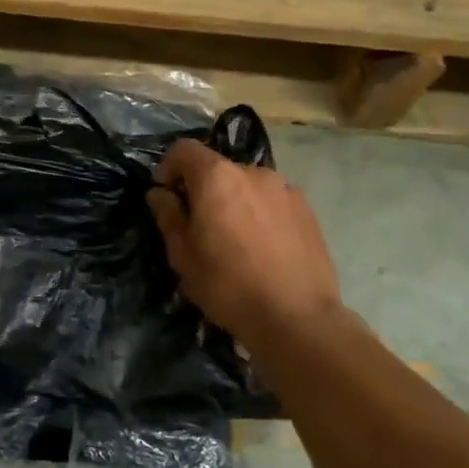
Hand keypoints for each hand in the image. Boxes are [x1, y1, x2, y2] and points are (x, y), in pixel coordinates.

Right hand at [147, 138, 343, 357]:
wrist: (297, 318)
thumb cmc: (228, 285)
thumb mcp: (183, 255)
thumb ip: (168, 216)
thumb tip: (160, 193)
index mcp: (217, 177)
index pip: (184, 149)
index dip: (169, 167)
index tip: (166, 196)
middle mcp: (252, 172)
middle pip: (218, 168)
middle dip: (203, 189)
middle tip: (199, 226)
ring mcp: (285, 189)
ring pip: (247, 185)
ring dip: (234, 201)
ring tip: (236, 239)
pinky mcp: (308, 210)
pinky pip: (272, 201)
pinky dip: (261, 213)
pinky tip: (263, 247)